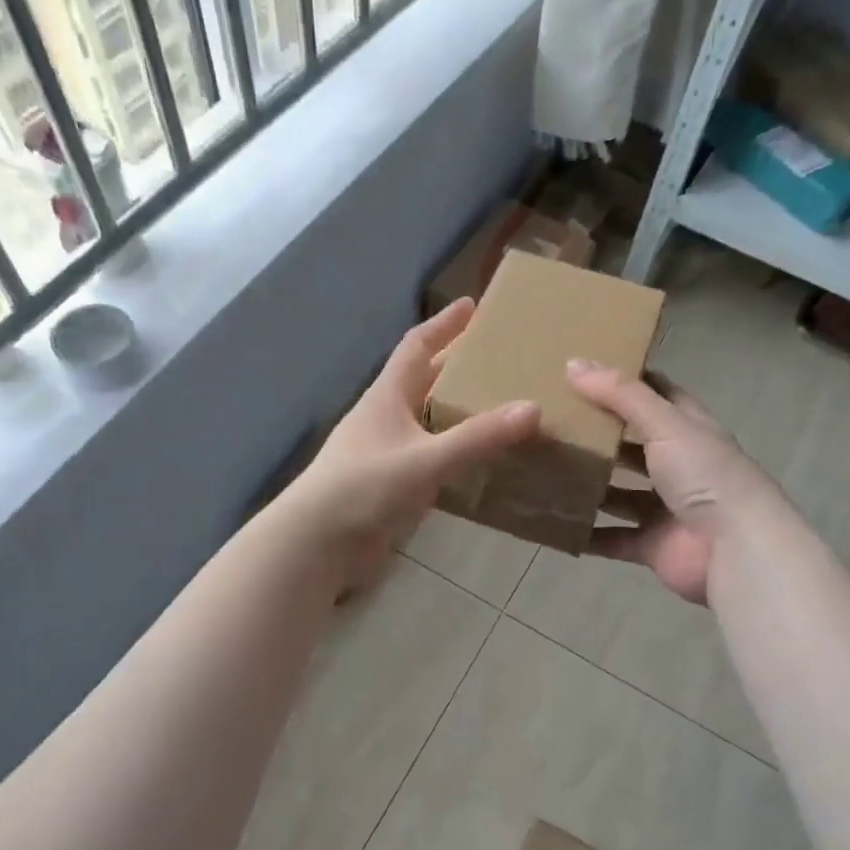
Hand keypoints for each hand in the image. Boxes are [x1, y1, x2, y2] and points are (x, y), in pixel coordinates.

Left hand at [293, 298, 540, 589]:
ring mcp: (385, 453)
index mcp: (387, 397)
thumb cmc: (364, 487)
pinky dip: (453, 451)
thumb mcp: (425, 459)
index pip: (416, 347)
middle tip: (498, 357)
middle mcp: (385, 418)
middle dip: (456, 366)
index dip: (443, 325)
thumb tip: (533, 408)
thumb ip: (478, 437)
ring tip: (498, 406)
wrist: (317, 543)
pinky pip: (429, 457)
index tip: (472, 305)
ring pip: (427, 421)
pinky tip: (478, 459)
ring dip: (456, 411)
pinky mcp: (389, 485)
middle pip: (423, 381)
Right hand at [567, 360, 783, 605]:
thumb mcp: (666, 424)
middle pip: (633, 445)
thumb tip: (574, 363)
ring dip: (589, 485)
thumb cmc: (706, 476)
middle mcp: (678, 466)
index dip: (626, 382)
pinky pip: (611, 537)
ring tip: (544, 470)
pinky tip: (553, 522)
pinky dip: (586, 533)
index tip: (584, 372)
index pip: (658, 395)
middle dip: (599, 435)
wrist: (735, 550)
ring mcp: (664, 508)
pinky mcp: (652, 544)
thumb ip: (621, 395)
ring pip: (618, 493)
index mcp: (689, 430)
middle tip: (552, 421)